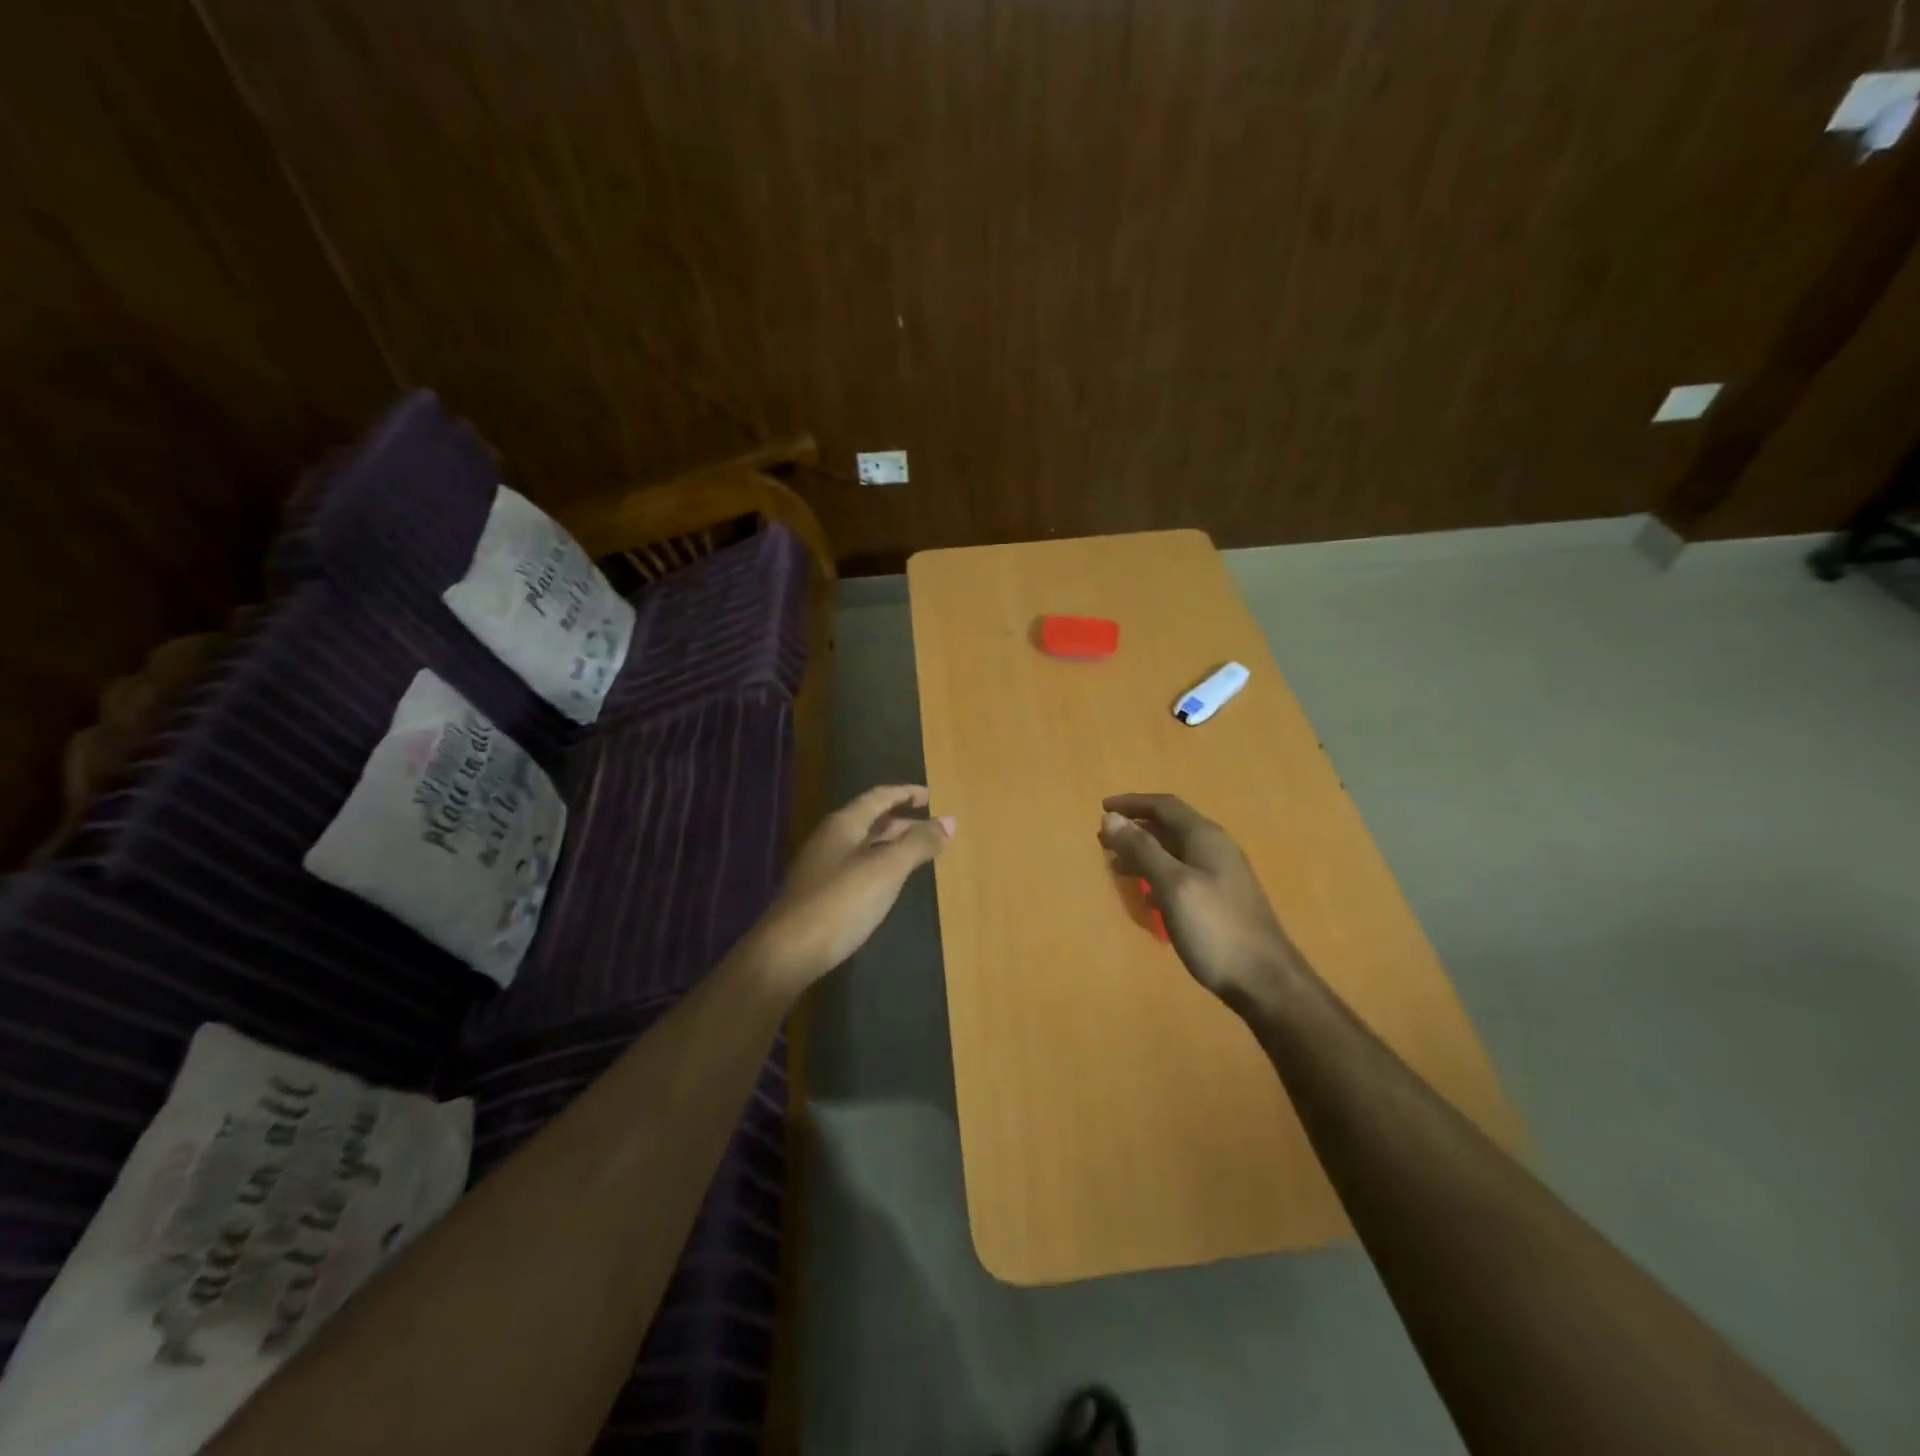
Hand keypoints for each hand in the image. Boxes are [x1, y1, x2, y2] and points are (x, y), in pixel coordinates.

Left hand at [746, 785, 953, 991]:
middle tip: (933, 829)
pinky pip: (858, 867)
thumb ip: (918, 844)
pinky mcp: (821, 893)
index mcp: (844, 824)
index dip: (905, 792)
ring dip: (893, 844)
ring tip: (919, 853)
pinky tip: (890, 882)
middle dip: (903, 821)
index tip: (930, 795)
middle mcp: (831, 838)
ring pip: (865, 845)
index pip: (879, 797)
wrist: (788, 953)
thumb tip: (949, 822)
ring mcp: (823, 867)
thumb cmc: (841, 902)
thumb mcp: (887, 869)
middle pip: (872, 820)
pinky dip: (881, 865)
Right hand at [1098, 793, 1299, 1009]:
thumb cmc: (1215, 928)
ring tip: (1116, 864)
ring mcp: (1221, 875)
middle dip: (1135, 828)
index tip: (1101, 808)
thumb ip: (1142, 849)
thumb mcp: (1172, 885)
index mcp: (1205, 837)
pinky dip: (1158, 874)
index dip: (1132, 803)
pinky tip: (1146, 894)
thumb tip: (1111, 816)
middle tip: (1103, 838)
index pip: (1164, 806)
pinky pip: (1182, 874)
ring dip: (1144, 852)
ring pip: (1175, 851)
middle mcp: (1215, 849)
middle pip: (1170, 826)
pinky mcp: (1221, 900)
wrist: (1265, 981)